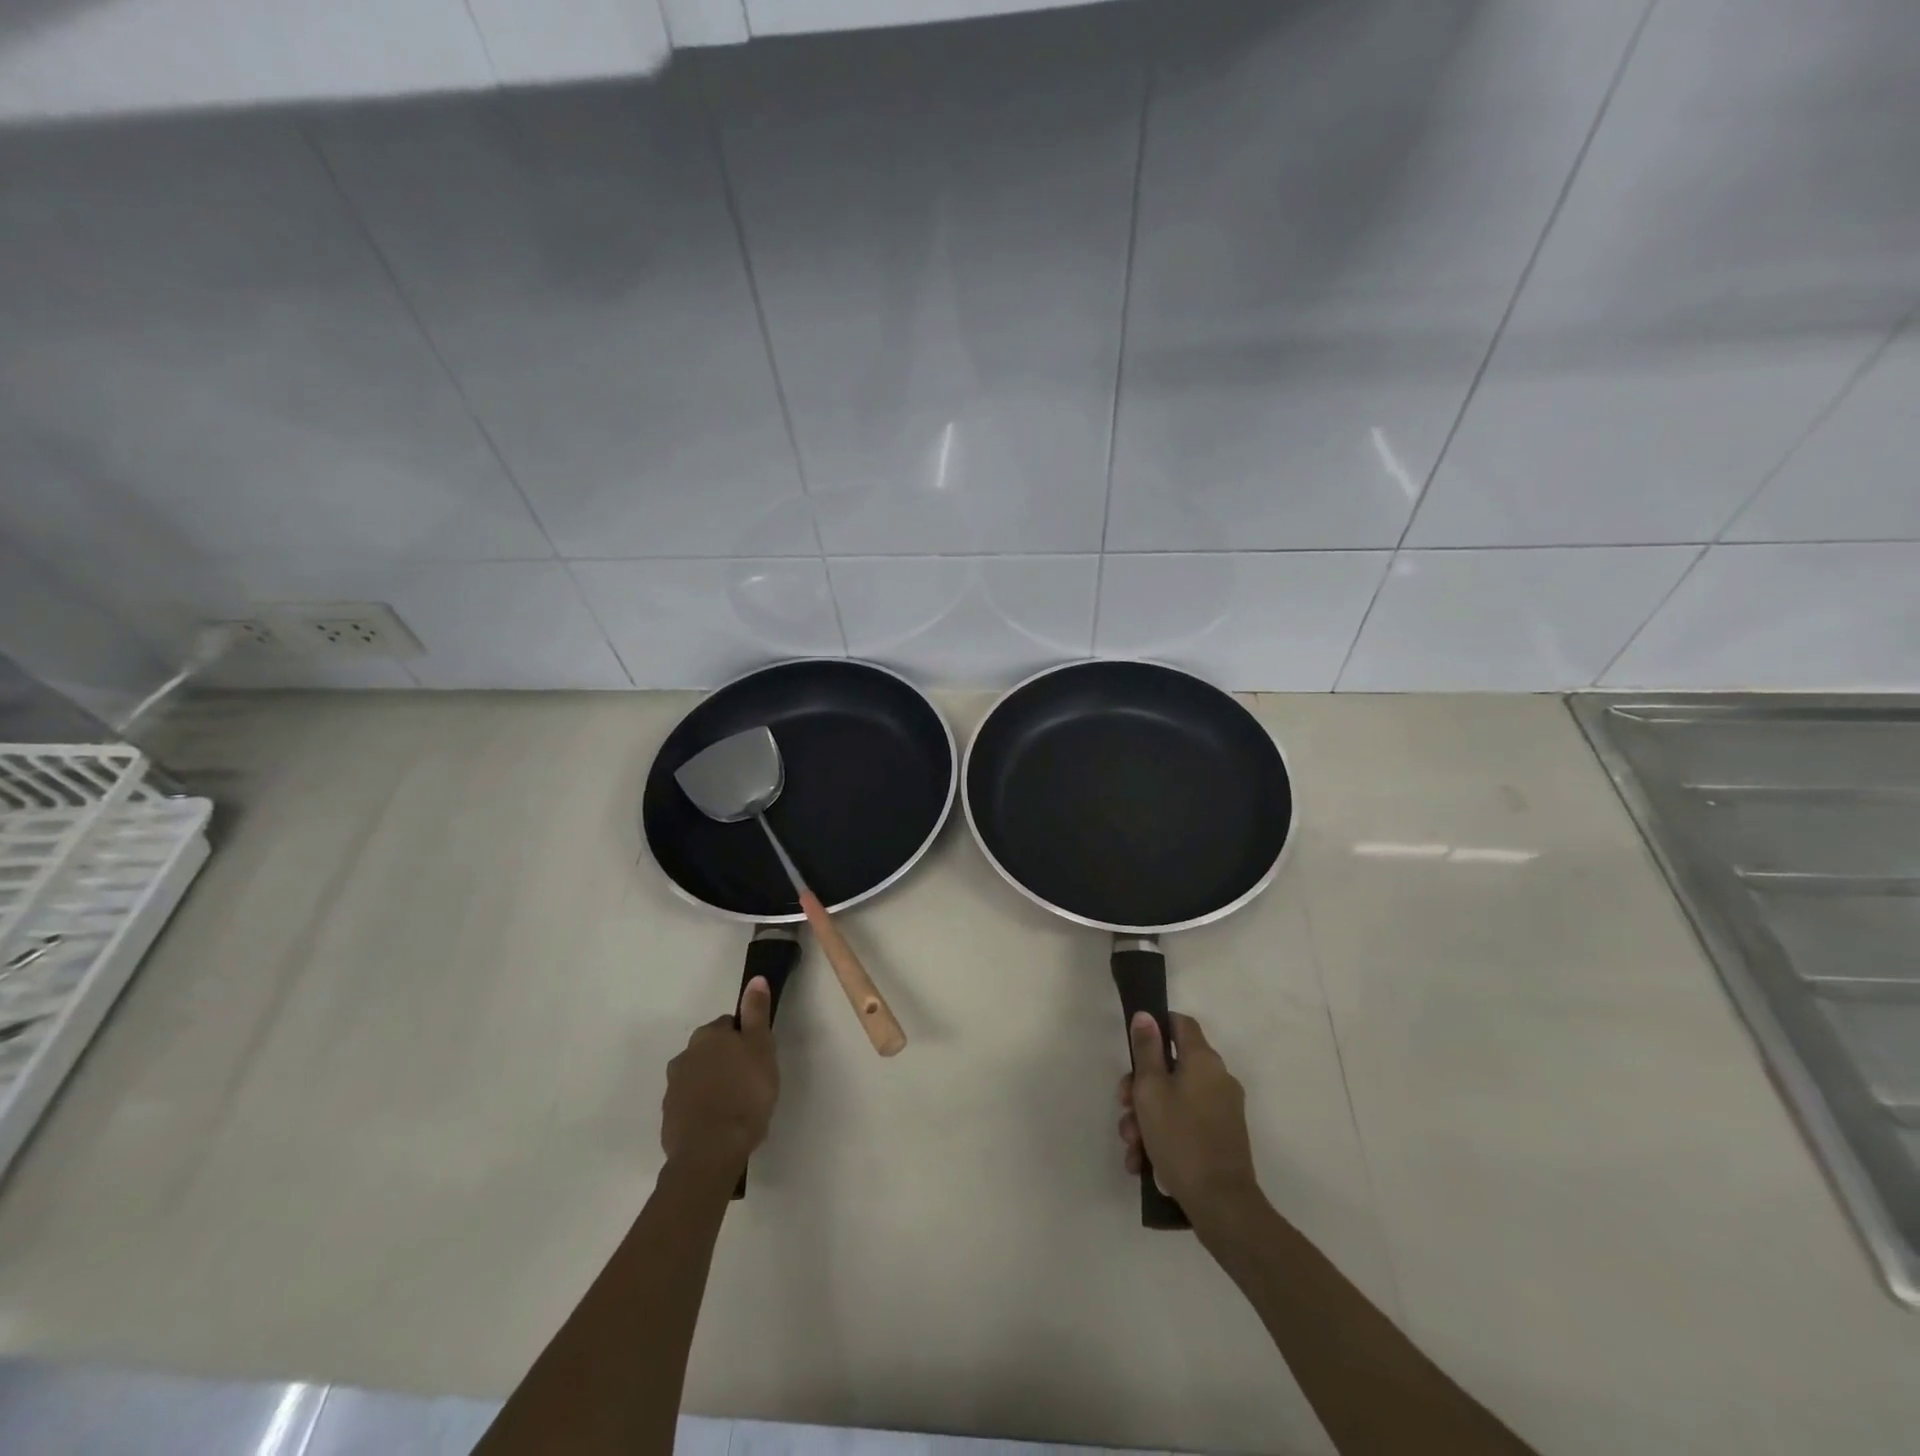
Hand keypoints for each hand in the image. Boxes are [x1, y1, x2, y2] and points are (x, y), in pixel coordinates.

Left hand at [661, 977, 778, 1178]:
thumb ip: (757, 1013)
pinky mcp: (669, 1118)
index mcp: (708, 1036)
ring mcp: (673, 1088)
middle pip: (711, 1051)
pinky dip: (703, 1109)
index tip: (758, 1059)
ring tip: (736, 1107)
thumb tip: (755, 979)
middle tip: (750, 1083)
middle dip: (727, 1061)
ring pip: (699, 1077)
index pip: (730, 1025)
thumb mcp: (761, 1048)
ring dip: (714, 1085)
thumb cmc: (745, 1094)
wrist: (711, 1151)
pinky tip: (720, 1124)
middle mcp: (684, 1055)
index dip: (747, 1040)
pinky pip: (691, 1104)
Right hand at [1119, 1012, 1260, 1219]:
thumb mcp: (1150, 1089)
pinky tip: (1144, 1162)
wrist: (1222, 1205)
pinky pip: (1186, 1123)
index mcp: (1204, 1060)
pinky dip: (1164, 1135)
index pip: (1181, 1023)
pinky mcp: (1222, 1137)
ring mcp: (1222, 1110)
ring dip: (1147, 1117)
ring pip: (1175, 1099)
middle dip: (1141, 1087)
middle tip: (1124, 1107)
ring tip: (1132, 1146)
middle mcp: (1218, 1078)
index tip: (1134, 1048)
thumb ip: (1145, 1049)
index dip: (1156, 1027)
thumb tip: (1146, 1015)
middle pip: (1172, 1066)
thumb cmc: (1180, 1138)